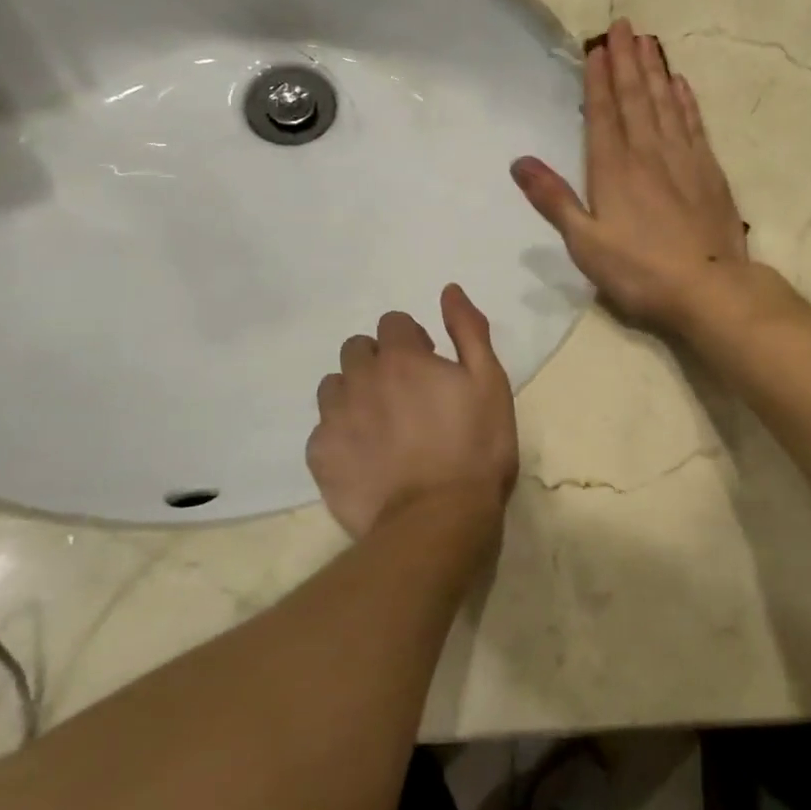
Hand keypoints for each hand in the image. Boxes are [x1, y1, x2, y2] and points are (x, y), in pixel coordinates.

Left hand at [306, 284, 517, 541]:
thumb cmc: (476, 447)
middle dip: (379, 361)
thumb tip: (450, 290)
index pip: (393, 323)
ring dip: (355, 392)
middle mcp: (360, 378)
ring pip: (334, 385)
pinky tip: (366, 456)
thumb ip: (468, 331)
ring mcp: (334, 418)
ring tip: (382, 424)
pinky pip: (322, 429)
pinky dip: (341, 433)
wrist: (438, 519)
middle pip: (357, 349)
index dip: (414, 341)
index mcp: (402, 357)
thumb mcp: (490, 382)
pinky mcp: (320, 456)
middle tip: (407, 394)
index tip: (431, 367)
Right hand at [512, 18, 748, 330]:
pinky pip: (694, 124)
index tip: (597, 47)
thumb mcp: (585, 243)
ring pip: (666, 104)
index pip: (603, 114)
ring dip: (655, 71)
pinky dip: (686, 101)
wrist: (709, 288)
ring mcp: (684, 160)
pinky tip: (681, 84)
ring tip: (648, 42)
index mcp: (614, 169)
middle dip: (627, 61)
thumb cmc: (640, 271)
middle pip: (636, 98)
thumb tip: (519, 162)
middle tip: (623, 25)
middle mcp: (649, 154)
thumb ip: (553, 200)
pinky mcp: (710, 172)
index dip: (599, 80)